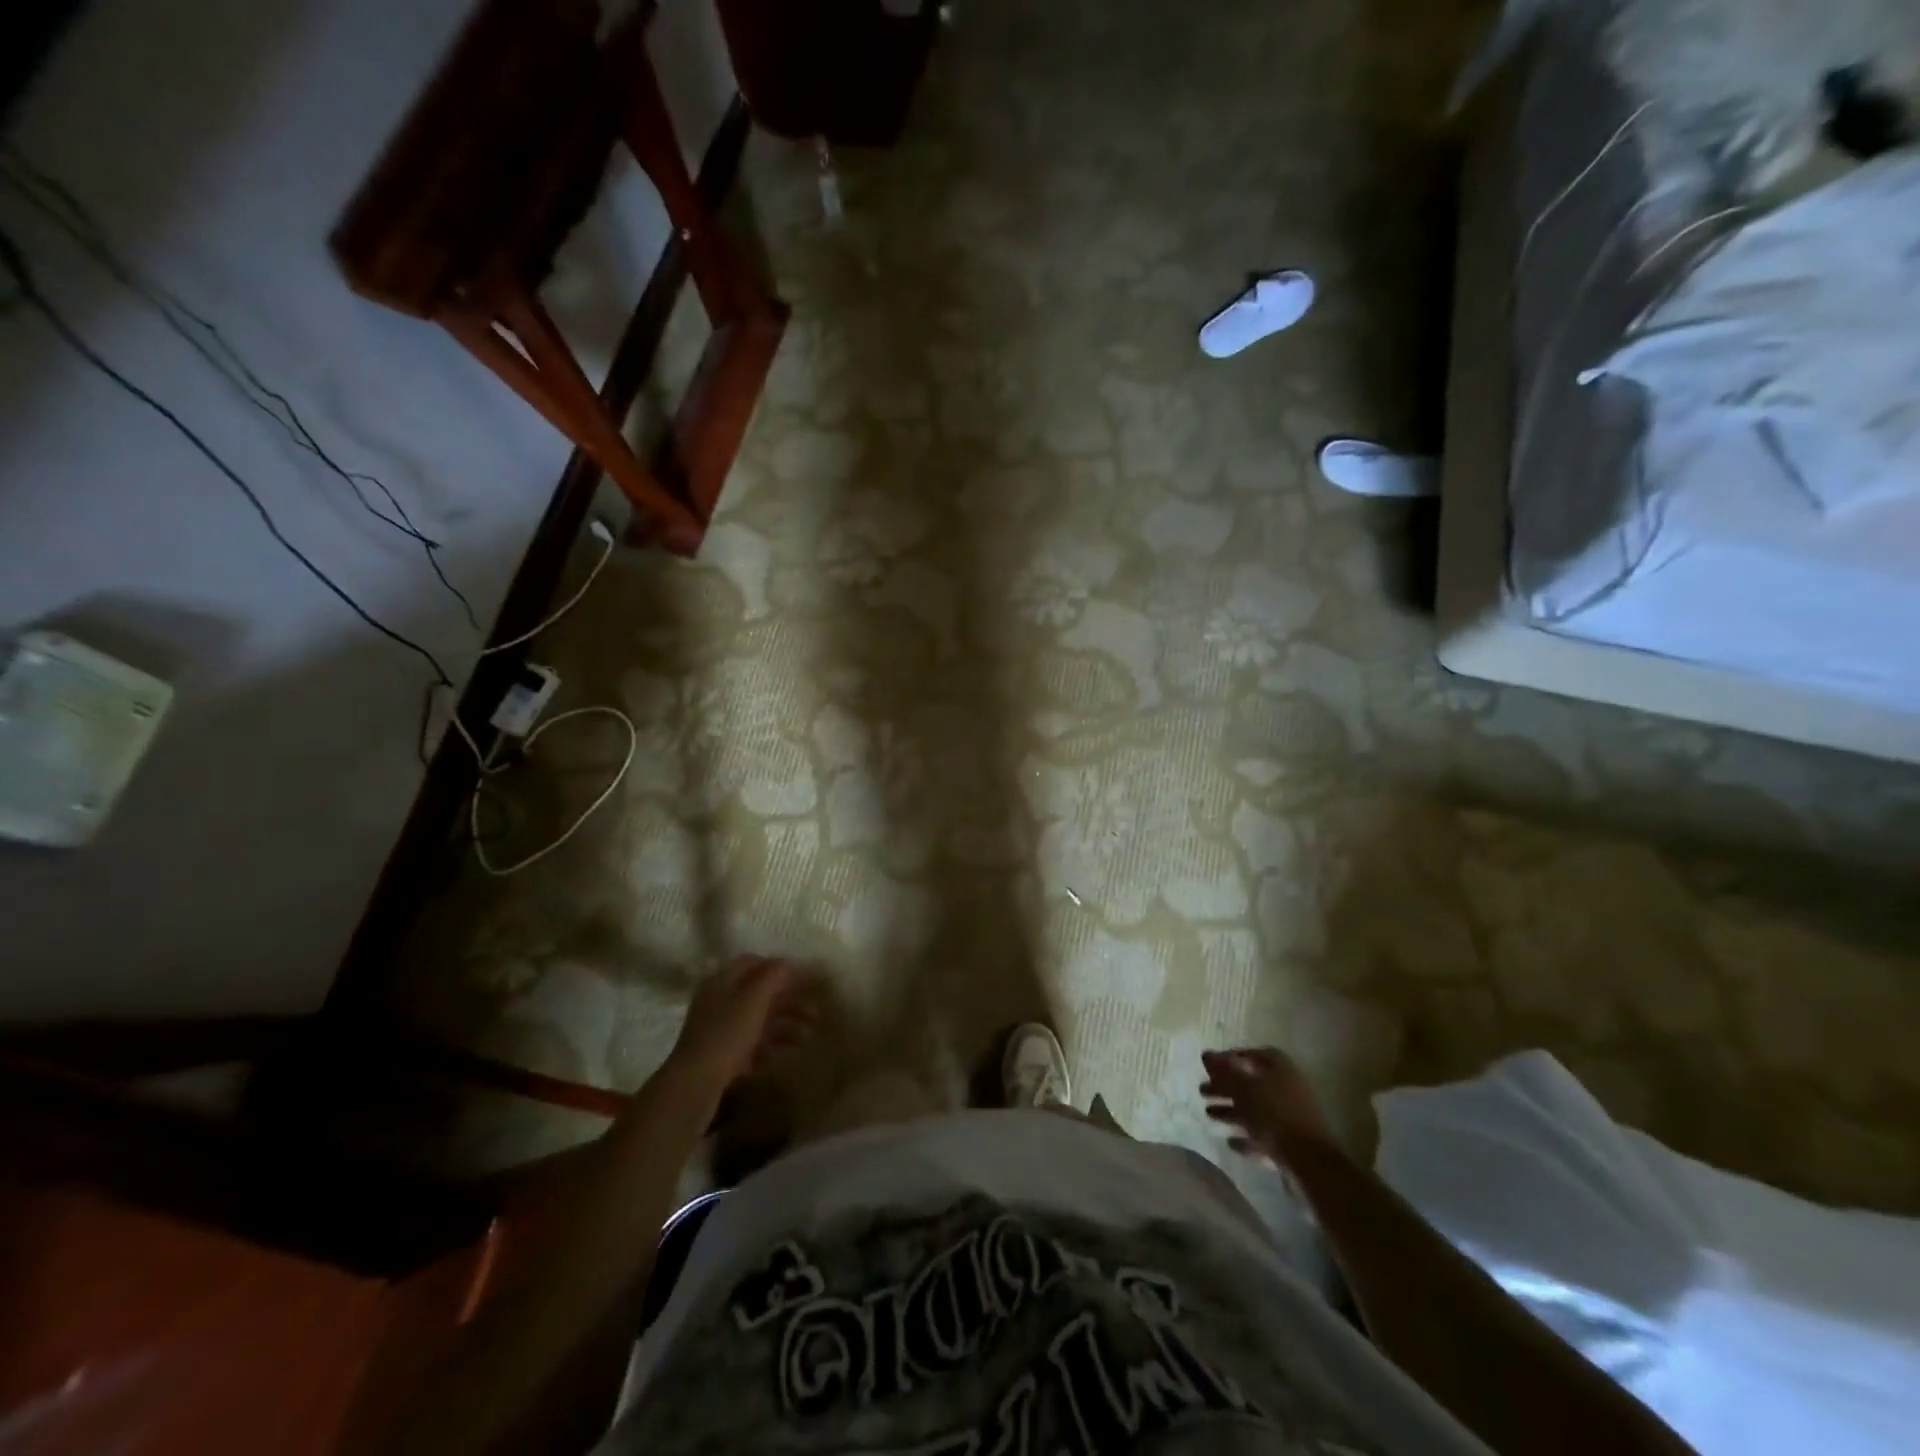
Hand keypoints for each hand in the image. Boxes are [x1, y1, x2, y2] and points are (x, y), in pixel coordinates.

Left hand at [668, 956, 819, 1089]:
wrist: (694, 1085)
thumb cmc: (727, 1033)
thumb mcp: (754, 998)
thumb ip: (774, 976)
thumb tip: (788, 964)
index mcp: (722, 982)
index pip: (753, 963)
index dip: (780, 968)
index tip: (805, 979)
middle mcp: (719, 1002)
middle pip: (759, 995)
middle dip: (789, 1002)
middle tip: (815, 1013)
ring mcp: (718, 1031)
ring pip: (757, 1022)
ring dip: (783, 1027)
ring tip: (805, 1038)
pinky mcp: (719, 1058)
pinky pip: (749, 1047)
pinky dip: (766, 1048)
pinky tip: (778, 1058)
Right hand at [1200, 1047, 1336, 1167]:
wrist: (1309, 1162)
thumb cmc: (1274, 1115)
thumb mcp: (1243, 1088)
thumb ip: (1224, 1071)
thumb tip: (1206, 1054)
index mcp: (1280, 1069)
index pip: (1252, 1055)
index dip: (1230, 1058)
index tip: (1210, 1067)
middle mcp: (1287, 1089)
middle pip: (1251, 1084)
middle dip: (1225, 1087)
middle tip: (1202, 1092)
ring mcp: (1290, 1118)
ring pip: (1255, 1110)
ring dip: (1232, 1112)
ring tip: (1208, 1115)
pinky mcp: (1291, 1144)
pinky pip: (1264, 1136)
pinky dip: (1246, 1137)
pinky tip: (1230, 1142)